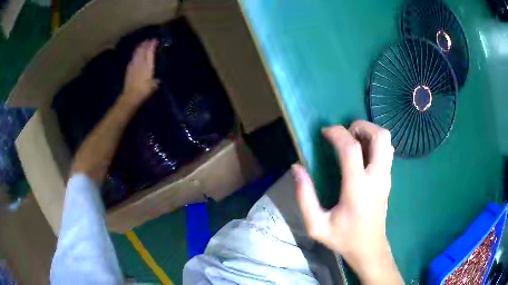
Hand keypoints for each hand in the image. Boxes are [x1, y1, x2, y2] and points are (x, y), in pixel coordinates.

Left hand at [121, 39, 158, 105]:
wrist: (130, 96)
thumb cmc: (144, 91)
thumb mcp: (154, 86)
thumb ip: (156, 80)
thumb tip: (157, 79)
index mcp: (148, 65)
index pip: (150, 51)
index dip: (152, 45)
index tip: (155, 40)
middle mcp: (140, 62)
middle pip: (142, 50)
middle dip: (146, 43)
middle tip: (149, 40)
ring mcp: (133, 65)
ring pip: (136, 52)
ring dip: (140, 47)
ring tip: (142, 44)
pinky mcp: (128, 69)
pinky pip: (132, 58)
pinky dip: (135, 54)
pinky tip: (135, 54)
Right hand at [293, 120, 402, 283]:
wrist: (370, 248)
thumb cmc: (343, 238)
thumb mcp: (316, 225)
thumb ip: (304, 197)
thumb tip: (296, 168)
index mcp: (358, 189)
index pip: (351, 149)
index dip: (337, 133)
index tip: (324, 133)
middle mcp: (377, 178)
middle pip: (379, 136)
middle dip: (361, 126)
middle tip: (344, 134)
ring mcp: (387, 177)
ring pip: (386, 140)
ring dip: (369, 132)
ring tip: (353, 141)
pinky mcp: (389, 179)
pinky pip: (387, 150)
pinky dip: (375, 143)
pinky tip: (362, 154)